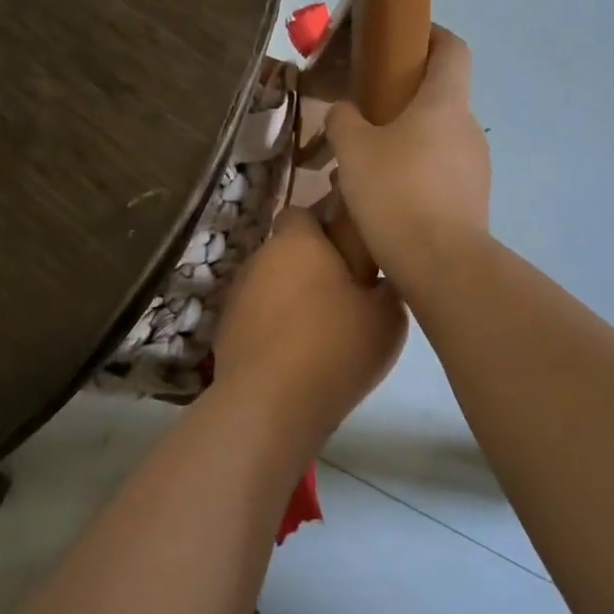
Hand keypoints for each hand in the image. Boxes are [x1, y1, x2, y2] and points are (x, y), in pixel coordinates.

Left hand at [211, 207, 406, 444]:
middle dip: (310, 265)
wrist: (271, 401)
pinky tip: (294, 355)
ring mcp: (238, 292)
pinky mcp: (225, 326)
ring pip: (270, 282)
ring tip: (320, 332)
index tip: (348, 250)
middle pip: (287, 249)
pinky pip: (257, 315)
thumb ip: (385, 288)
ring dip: (290, 296)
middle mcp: (261, 256)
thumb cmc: (335, 346)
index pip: (303, 212)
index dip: (324, 226)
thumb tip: (379, 281)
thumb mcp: (387, 317)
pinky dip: (273, 325)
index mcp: (298, 241)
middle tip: (343, 295)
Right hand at [325, 26, 490, 288]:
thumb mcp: (353, 150)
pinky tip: (381, 197)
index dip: (432, 35)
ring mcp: (474, 166)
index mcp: (444, 102)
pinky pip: (438, 172)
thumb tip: (346, 111)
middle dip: (403, 98)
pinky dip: (412, 172)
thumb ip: (344, 120)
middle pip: (440, 96)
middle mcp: (467, 128)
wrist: (441, 264)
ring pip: (435, 138)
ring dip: (404, 141)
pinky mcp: (471, 199)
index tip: (405, 37)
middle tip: (363, 114)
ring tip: (364, 165)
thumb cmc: (396, 191)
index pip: (452, 49)